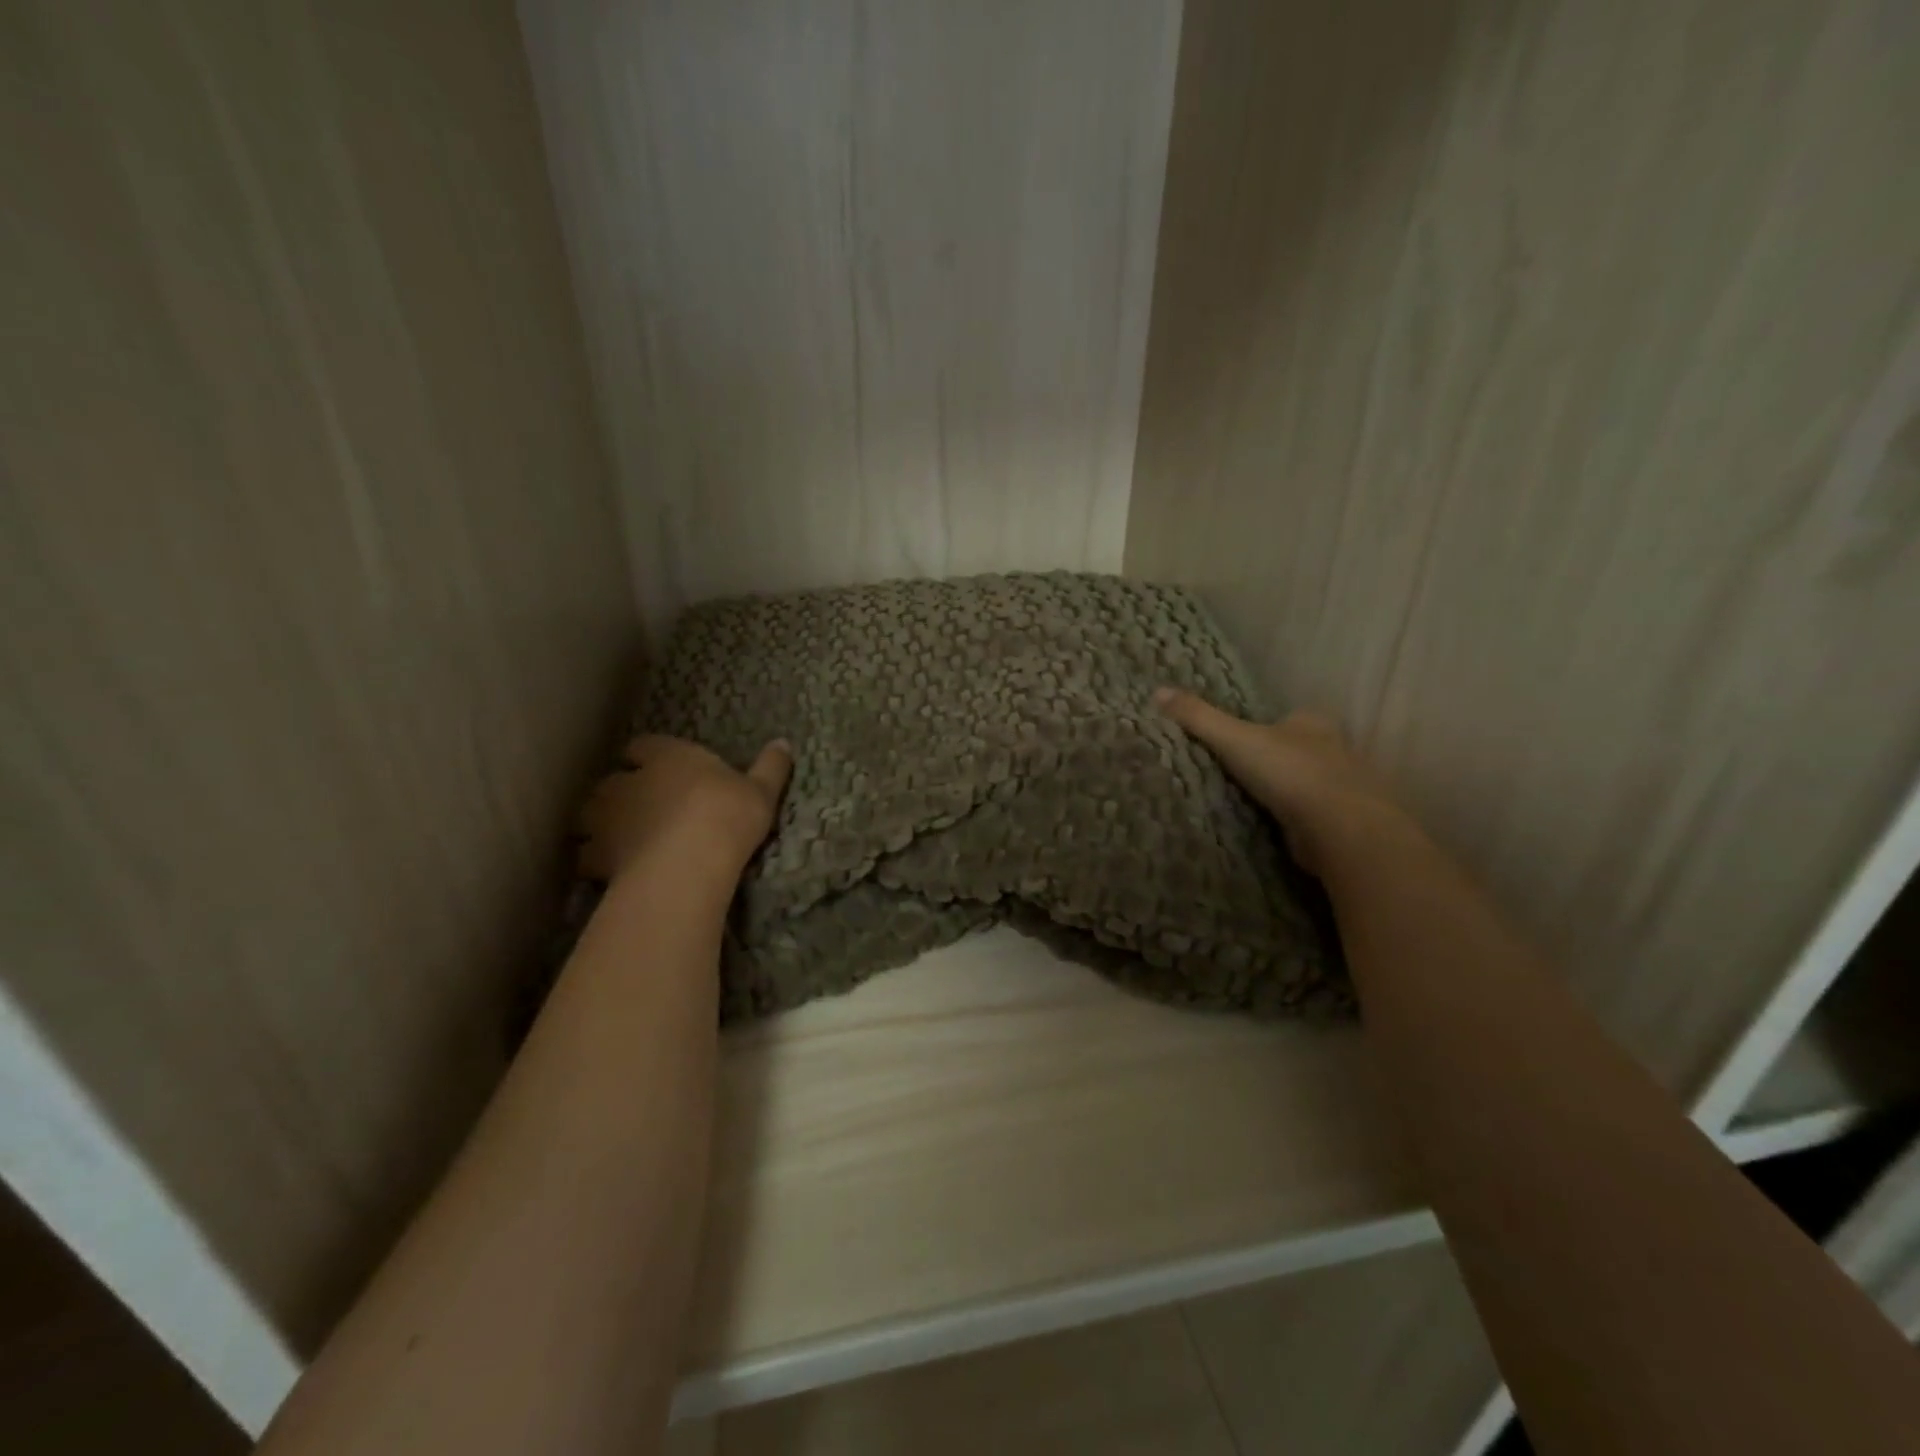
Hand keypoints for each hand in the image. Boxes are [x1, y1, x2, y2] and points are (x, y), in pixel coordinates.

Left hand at [577, 735, 792, 884]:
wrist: (690, 863)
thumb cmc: (728, 816)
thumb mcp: (761, 791)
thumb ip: (770, 767)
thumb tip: (784, 743)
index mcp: (667, 757)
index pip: (644, 746)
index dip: (648, 756)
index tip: (658, 767)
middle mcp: (629, 780)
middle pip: (613, 780)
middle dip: (622, 791)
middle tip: (641, 808)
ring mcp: (606, 818)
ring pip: (591, 815)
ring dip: (601, 824)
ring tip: (619, 839)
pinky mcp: (596, 854)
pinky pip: (587, 855)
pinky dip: (595, 861)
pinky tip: (611, 871)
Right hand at [1153, 689, 1407, 874]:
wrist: (1341, 829)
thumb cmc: (1290, 772)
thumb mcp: (1234, 738)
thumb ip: (1198, 717)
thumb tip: (1158, 690)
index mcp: (1313, 723)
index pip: (1289, 718)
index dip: (1266, 726)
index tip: (1242, 739)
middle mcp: (1334, 750)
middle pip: (1299, 749)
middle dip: (1276, 759)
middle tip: (1241, 771)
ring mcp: (1343, 788)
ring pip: (1308, 783)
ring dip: (1286, 791)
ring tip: (1251, 802)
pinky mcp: (1341, 822)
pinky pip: (1311, 815)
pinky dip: (1294, 819)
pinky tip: (1273, 827)